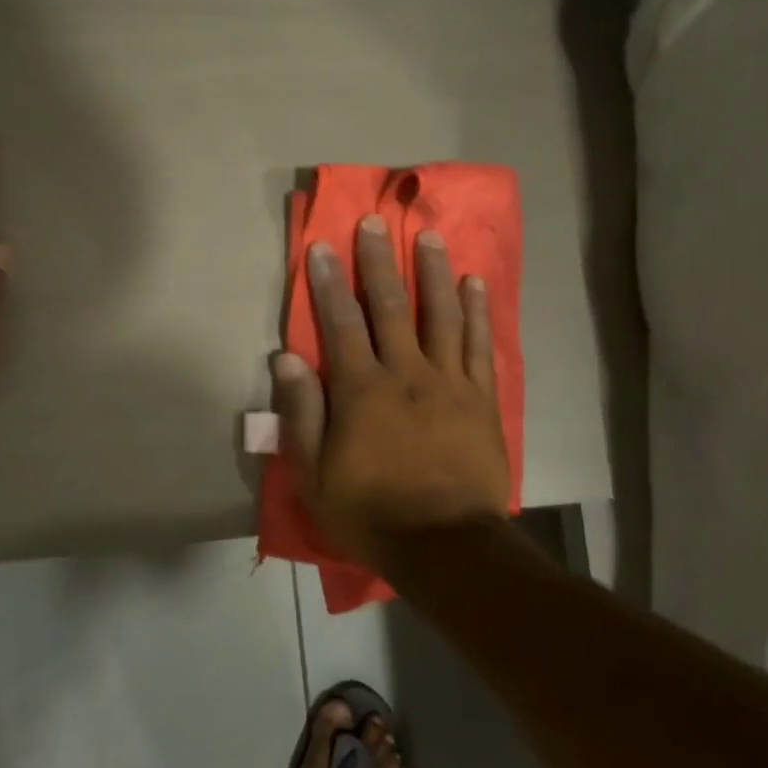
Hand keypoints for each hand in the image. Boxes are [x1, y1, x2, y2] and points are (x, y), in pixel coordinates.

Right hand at [273, 215, 510, 571]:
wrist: (444, 545)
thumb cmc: (370, 512)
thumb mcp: (314, 474)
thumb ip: (300, 413)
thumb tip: (286, 358)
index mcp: (362, 390)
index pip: (341, 323)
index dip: (330, 282)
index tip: (324, 246)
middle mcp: (407, 373)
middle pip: (392, 306)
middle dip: (381, 262)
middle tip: (377, 223)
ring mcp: (449, 381)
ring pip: (442, 314)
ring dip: (434, 272)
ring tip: (429, 237)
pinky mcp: (481, 397)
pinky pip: (480, 344)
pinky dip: (479, 310)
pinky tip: (476, 282)